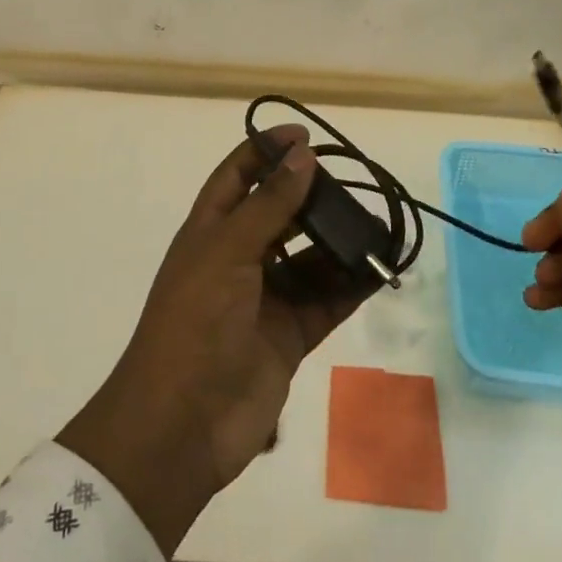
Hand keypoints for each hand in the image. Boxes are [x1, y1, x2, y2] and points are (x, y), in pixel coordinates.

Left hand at [58, 125, 370, 555]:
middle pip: (279, 214)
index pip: (238, 176)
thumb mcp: (228, 251)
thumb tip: (302, 156)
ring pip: (309, 259)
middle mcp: (238, 259)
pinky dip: (352, 286)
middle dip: (312, 197)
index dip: (266, 150)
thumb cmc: (195, 321)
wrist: (181, 426)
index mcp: (210, 232)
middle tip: (352, 182)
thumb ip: (269, 204)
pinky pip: (326, 302)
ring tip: (377, 224)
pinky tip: (380, 268)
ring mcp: (264, 299)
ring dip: (338, 242)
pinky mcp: (289, 336)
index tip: (304, 135)